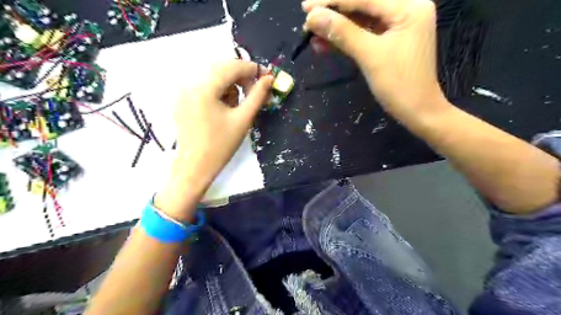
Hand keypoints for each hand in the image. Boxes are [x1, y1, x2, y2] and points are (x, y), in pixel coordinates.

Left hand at [155, 60, 273, 220]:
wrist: (195, 167)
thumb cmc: (221, 146)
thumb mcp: (243, 119)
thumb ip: (257, 96)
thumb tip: (269, 79)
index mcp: (204, 88)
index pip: (232, 67)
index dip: (252, 69)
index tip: (267, 78)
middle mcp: (190, 84)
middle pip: (222, 69)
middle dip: (242, 78)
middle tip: (255, 93)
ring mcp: (183, 91)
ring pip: (214, 77)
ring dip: (231, 86)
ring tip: (238, 106)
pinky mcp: (183, 99)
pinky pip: (205, 86)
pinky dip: (219, 92)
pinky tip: (225, 108)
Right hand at [303, 0, 447, 118]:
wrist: (417, 111)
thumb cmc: (399, 85)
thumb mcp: (370, 56)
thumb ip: (342, 33)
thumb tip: (312, 17)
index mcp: (409, 7)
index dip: (332, 2)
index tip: (306, 7)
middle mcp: (405, 9)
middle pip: (362, 5)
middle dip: (333, 14)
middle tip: (308, 22)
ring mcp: (397, 26)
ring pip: (360, 20)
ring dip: (336, 29)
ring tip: (312, 36)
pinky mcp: (389, 40)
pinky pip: (363, 34)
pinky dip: (345, 40)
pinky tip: (325, 45)